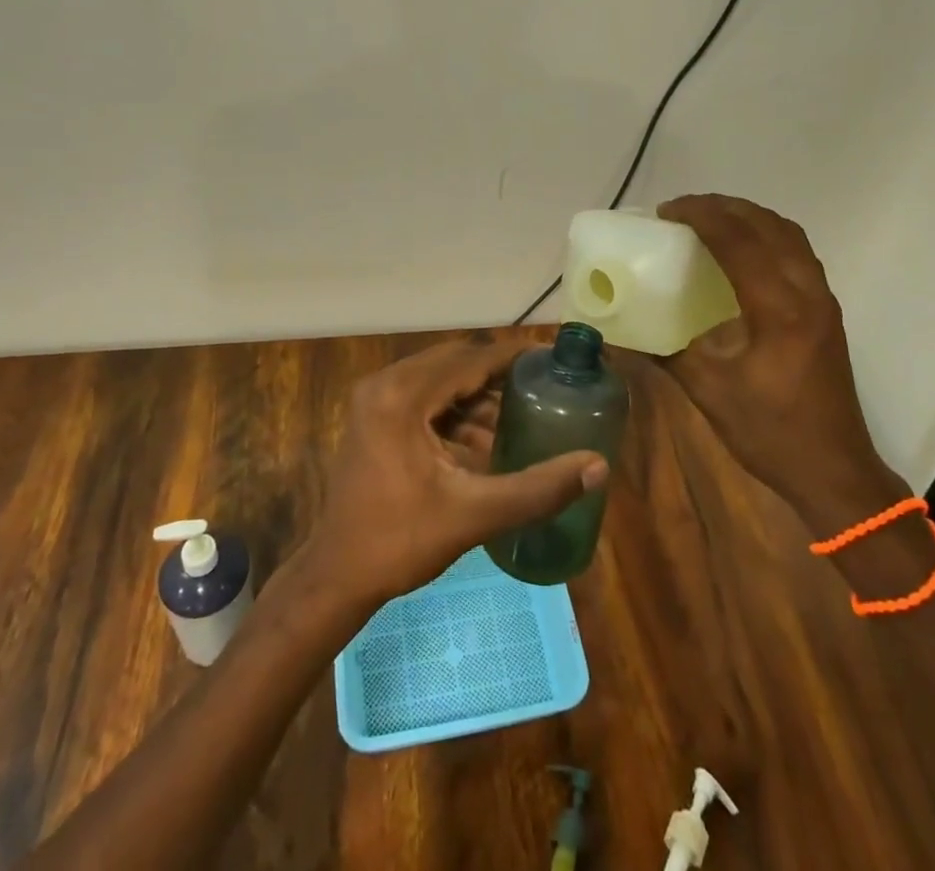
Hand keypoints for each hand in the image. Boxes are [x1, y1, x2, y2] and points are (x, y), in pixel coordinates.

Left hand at [301, 331, 608, 605]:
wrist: (337, 577)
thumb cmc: (401, 542)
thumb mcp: (474, 514)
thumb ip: (538, 489)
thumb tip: (598, 466)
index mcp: (402, 395)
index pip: (470, 359)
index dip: (514, 357)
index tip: (553, 358)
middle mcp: (385, 384)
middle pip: (455, 363)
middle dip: (498, 376)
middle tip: (542, 388)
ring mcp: (375, 398)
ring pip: (440, 380)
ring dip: (477, 396)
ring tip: (519, 418)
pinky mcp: (374, 416)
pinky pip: (424, 397)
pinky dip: (455, 411)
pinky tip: (484, 442)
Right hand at [652, 194, 905, 532]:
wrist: (834, 471)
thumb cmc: (770, 433)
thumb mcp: (708, 393)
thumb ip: (665, 353)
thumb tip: (620, 334)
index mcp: (778, 311)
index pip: (739, 241)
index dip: (701, 216)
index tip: (666, 211)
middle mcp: (807, 293)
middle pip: (768, 226)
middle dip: (724, 207)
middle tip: (683, 210)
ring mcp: (823, 300)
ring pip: (789, 234)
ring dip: (749, 217)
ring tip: (711, 219)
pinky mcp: (827, 311)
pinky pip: (798, 252)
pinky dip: (768, 235)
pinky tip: (743, 251)